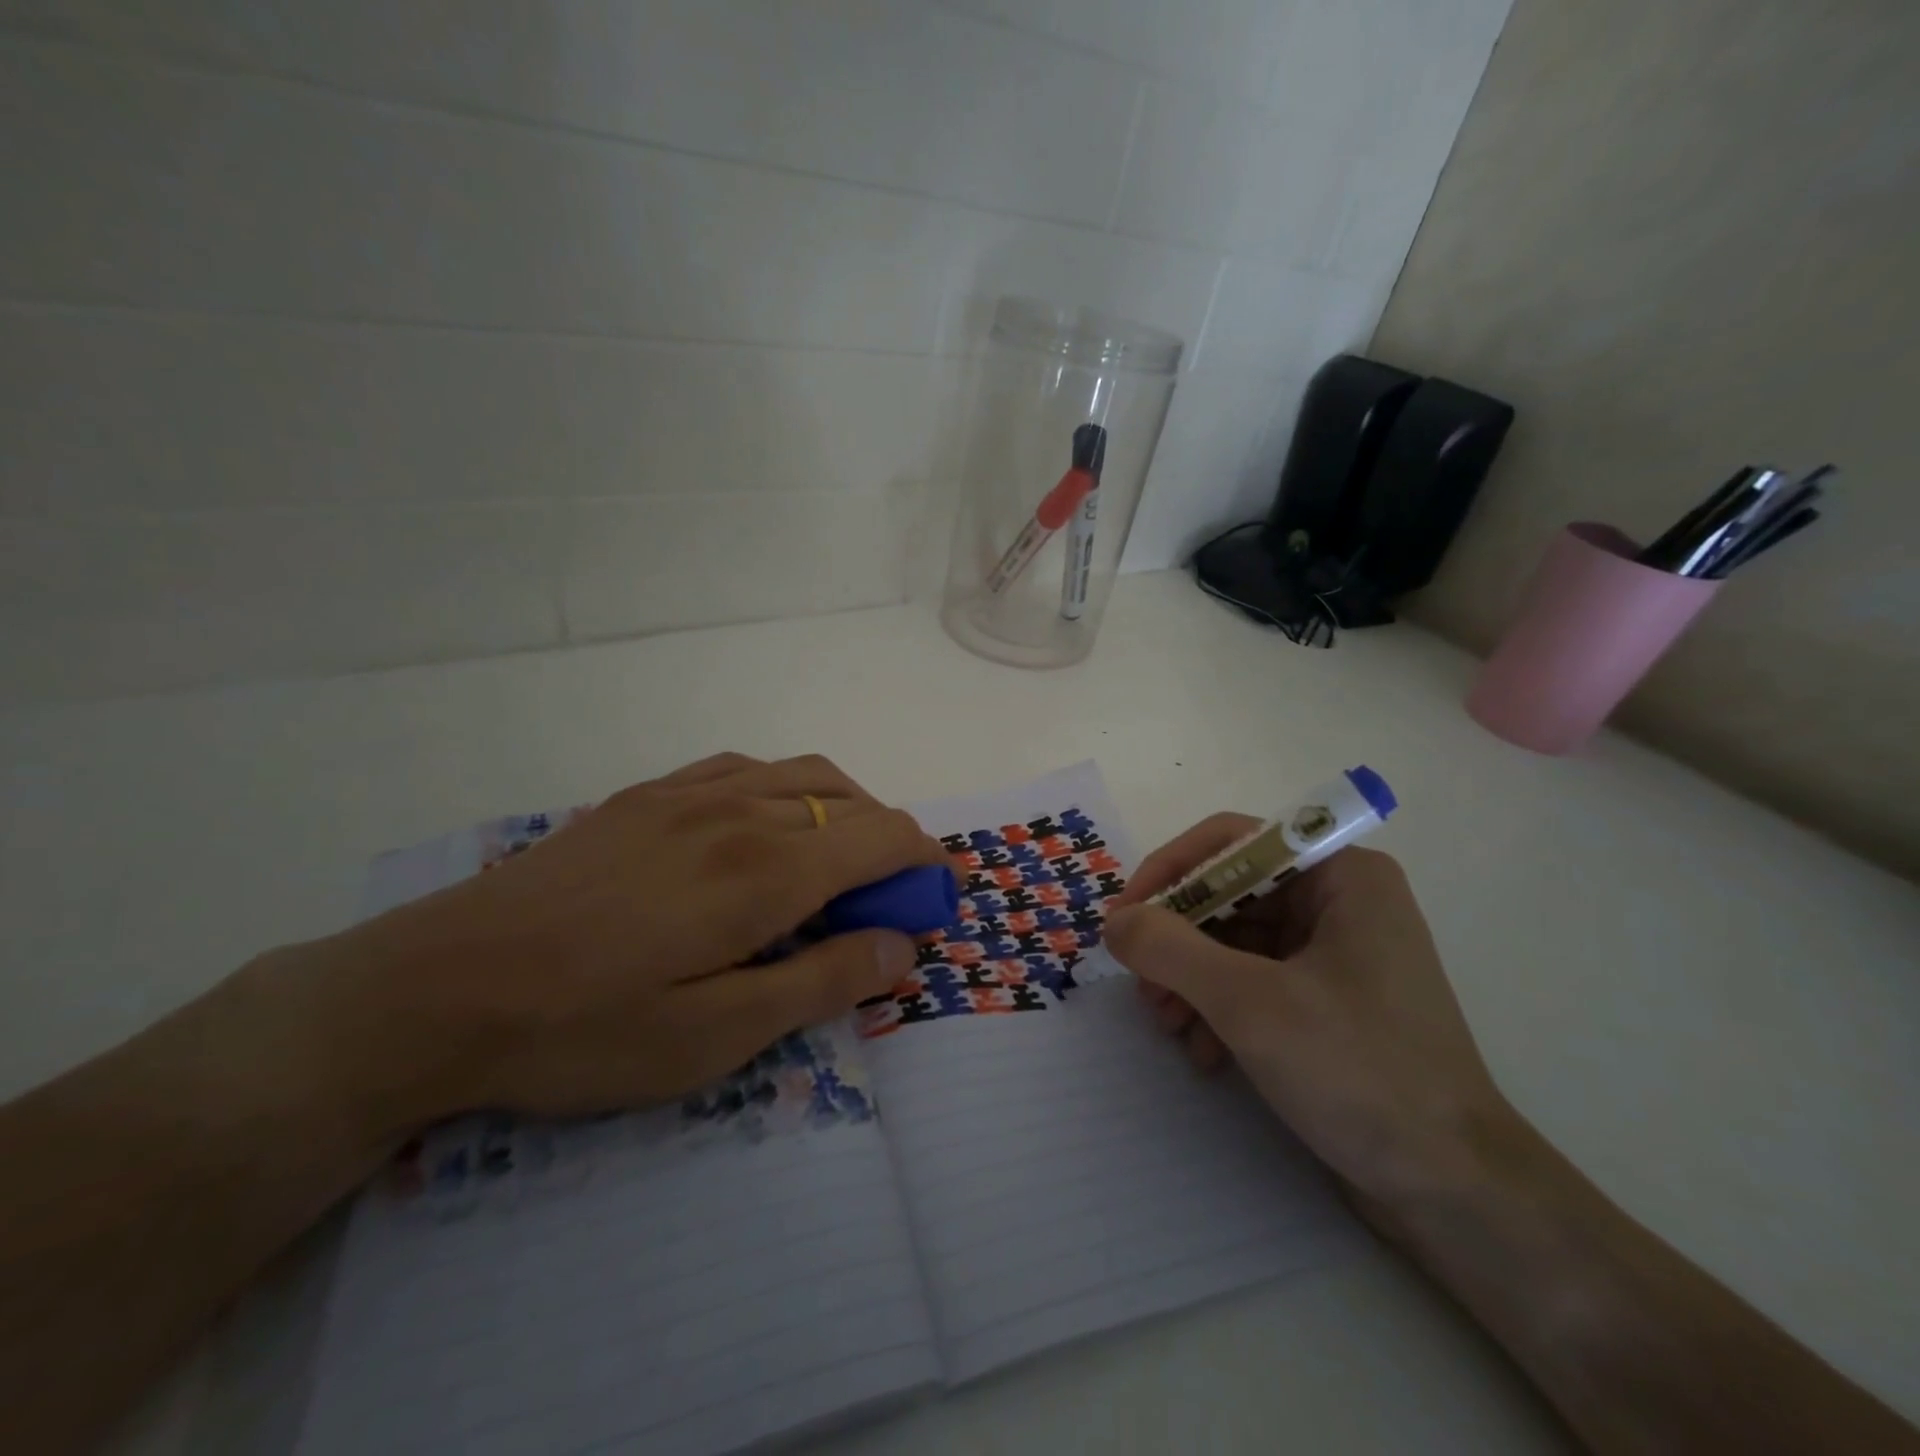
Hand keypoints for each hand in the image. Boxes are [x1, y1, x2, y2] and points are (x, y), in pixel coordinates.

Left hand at [271, 753, 945, 1135]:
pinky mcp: (648, 796)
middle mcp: (741, 810)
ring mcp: (690, 793)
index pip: (882, 837)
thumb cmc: (583, 1029)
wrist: (437, 987)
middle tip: (888, 902)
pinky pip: (746, 769)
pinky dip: (788, 790)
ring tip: (840, 863)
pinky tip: (767, 828)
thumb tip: (901, 945)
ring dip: (846, 810)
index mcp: (767, 869)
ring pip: (804, 775)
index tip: (936, 902)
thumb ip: (821, 982)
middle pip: (853, 802)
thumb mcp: (715, 1037)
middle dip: (892, 844)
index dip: (925, 863)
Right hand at [1103, 821, 1513, 1207]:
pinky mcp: (1329, 1000)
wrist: (1455, 1191)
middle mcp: (1340, 901)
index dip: (1168, 872)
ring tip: (1168, 1026)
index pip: (1230, 842)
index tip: (1123, 918)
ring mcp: (1336, 953)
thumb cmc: (1358, 1072)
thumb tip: (1114, 921)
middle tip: (1141, 985)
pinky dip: (1220, 1008)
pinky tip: (1205, 1053)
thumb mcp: (1249, 1003)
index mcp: (1340, 876)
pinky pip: (1254, 980)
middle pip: (1229, 894)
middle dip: (1177, 940)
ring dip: (1191, 979)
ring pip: (1234, 940)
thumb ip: (1170, 949)